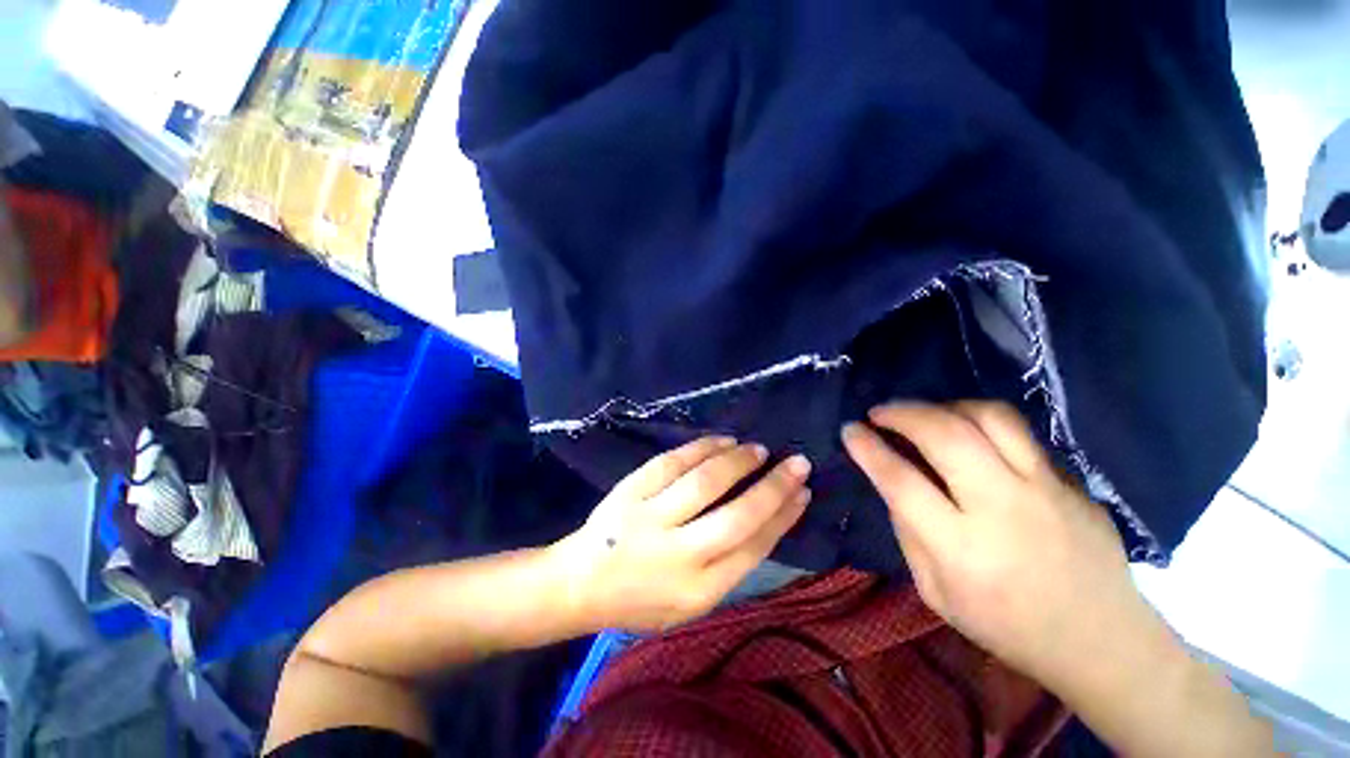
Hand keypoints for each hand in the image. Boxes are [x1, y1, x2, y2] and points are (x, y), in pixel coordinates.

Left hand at [551, 437, 810, 632]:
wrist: (580, 584)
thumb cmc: (642, 598)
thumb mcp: (690, 602)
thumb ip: (727, 566)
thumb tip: (767, 518)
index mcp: (699, 591)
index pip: (754, 547)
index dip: (783, 516)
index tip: (803, 492)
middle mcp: (678, 556)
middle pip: (737, 515)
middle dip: (774, 486)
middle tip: (796, 462)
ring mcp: (650, 520)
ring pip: (705, 481)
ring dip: (738, 461)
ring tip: (757, 449)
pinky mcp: (630, 493)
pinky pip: (672, 462)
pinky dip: (702, 447)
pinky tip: (722, 440)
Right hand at [842, 402, 1155, 688]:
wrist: (1102, 640)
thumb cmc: (1006, 625)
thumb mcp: (935, 592)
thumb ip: (908, 533)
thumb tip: (891, 481)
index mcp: (963, 549)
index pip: (902, 481)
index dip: (868, 448)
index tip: (849, 430)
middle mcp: (1004, 509)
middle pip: (946, 435)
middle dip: (902, 413)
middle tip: (878, 412)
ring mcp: (1046, 489)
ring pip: (990, 417)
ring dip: (943, 406)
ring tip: (923, 414)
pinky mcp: (1072, 481)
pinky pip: (1019, 433)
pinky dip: (980, 422)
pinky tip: (966, 433)